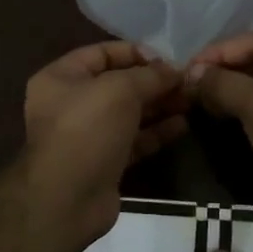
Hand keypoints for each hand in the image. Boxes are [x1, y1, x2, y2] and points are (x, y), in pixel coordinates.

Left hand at [22, 41, 188, 251]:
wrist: (67, 199)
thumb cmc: (87, 130)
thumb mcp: (120, 90)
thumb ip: (150, 75)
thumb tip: (174, 70)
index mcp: (61, 78)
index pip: (101, 53)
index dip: (136, 52)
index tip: (168, 59)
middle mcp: (70, 104)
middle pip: (118, 84)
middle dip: (153, 82)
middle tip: (187, 82)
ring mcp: (87, 135)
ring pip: (129, 113)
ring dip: (160, 106)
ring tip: (191, 101)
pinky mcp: (104, 162)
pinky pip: (134, 140)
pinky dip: (156, 132)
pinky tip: (182, 126)